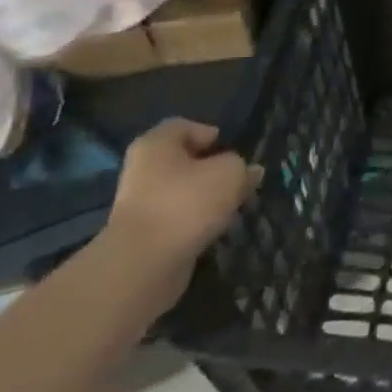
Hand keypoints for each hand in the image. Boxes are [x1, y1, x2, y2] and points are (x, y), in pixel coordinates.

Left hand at [98, 119, 261, 308]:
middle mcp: (143, 169)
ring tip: (234, 208)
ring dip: (209, 199)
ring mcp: (142, 204)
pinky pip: (179, 218)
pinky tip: (216, 230)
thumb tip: (249, 171)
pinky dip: (198, 222)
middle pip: (186, 161)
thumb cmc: (186, 203)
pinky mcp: (146, 234)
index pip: (186, 126)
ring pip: (185, 192)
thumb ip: (243, 167)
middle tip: (241, 181)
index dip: (213, 135)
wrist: (144, 265)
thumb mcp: (230, 173)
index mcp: (156, 144)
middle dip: (215, 170)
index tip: (236, 152)